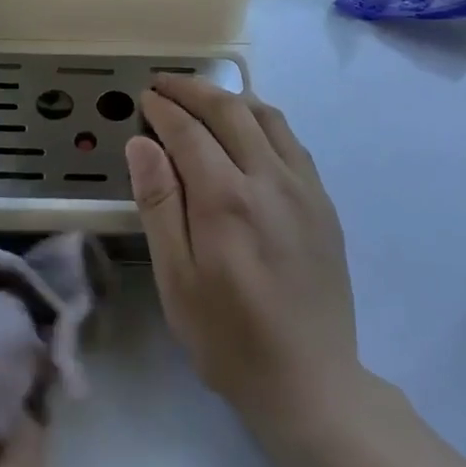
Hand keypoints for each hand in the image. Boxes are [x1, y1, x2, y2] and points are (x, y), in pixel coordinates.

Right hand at [125, 75, 358, 431]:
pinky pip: (292, 142)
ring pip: (268, 118)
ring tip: (203, 98)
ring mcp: (304, 189)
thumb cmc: (228, 337)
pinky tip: (249, 132)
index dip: (163, 108)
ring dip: (231, 98)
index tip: (144, 97)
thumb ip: (159, 204)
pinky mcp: (324, 204)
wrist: (311, 381)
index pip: (189, 131)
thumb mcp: (176, 279)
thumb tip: (141, 143)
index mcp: (226, 199)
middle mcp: (270, 180)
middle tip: (165, 84)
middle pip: (230, 111)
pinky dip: (264, 121)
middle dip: (194, 90)